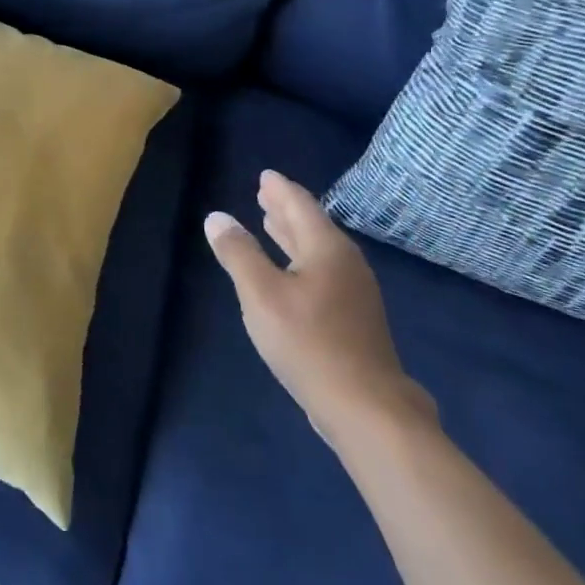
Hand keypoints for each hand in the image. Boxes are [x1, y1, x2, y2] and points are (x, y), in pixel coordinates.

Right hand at [206, 170, 433, 445]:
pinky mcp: (356, 319)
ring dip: (293, 235)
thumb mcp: (261, 295)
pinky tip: (291, 274)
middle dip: (285, 209)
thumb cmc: (309, 343)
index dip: (280, 189)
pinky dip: (301, 259)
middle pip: (312, 225)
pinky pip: (323, 271)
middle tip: (265, 193)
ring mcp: (356, 293)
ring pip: (318, 250)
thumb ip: (238, 253)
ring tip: (271, 224)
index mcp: (326, 248)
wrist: (367, 408)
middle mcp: (346, 263)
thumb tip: (218, 217)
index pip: (300, 205)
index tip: (265, 175)